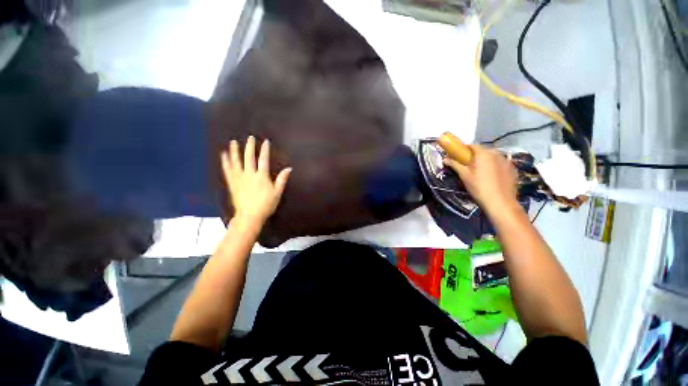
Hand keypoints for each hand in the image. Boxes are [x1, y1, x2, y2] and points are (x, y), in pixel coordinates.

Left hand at [221, 136, 291, 225]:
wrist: (249, 216)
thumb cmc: (266, 205)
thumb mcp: (277, 192)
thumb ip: (282, 179)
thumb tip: (289, 168)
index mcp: (261, 176)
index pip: (263, 160)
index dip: (264, 150)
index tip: (265, 141)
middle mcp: (249, 174)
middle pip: (249, 158)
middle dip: (250, 147)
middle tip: (250, 137)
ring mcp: (239, 178)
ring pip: (236, 162)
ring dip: (235, 151)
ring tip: (233, 142)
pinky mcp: (232, 183)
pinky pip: (227, 170)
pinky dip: (225, 162)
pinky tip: (224, 155)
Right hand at [443, 145, 518, 215]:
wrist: (500, 202)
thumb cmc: (479, 188)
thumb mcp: (464, 176)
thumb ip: (455, 165)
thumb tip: (444, 159)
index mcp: (484, 153)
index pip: (472, 146)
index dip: (464, 149)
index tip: (458, 156)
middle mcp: (497, 153)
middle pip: (483, 151)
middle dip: (475, 156)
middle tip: (468, 165)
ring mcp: (507, 161)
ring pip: (493, 157)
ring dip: (485, 160)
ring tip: (480, 171)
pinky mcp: (513, 169)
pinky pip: (501, 163)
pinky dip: (495, 166)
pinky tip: (492, 176)